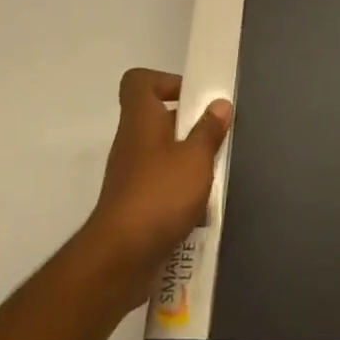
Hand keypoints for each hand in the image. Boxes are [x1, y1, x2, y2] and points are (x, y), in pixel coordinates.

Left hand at [78, 69, 231, 314]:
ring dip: (188, 160)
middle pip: (156, 118)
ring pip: (162, 154)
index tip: (193, 95)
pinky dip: (180, 191)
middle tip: (217, 134)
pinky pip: (161, 186)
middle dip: (188, 124)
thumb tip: (219, 104)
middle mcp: (131, 143)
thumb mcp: (195, 158)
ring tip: (215, 171)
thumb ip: (209, 130)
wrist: (120, 259)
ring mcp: (130, 176)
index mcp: (141, 120)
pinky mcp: (134, 206)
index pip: (138, 82)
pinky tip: (202, 206)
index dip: (164, 80)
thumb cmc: (159, 195)